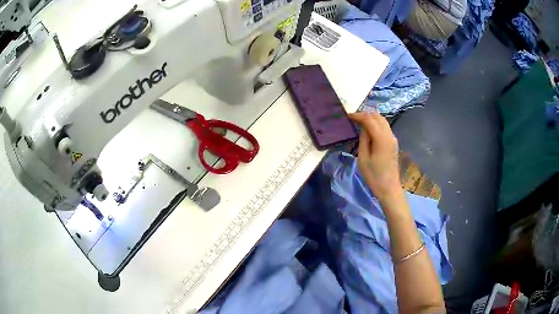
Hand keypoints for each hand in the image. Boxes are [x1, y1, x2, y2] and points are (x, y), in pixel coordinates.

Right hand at [349, 112, 402, 202]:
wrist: (389, 188)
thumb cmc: (373, 176)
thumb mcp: (363, 158)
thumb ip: (363, 139)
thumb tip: (363, 127)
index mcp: (381, 138)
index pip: (370, 119)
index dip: (358, 115)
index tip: (347, 116)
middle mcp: (389, 135)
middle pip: (378, 116)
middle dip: (365, 114)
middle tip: (353, 118)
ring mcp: (393, 138)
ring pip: (383, 120)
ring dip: (371, 118)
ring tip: (359, 122)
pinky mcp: (393, 143)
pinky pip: (385, 127)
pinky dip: (376, 124)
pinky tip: (368, 130)